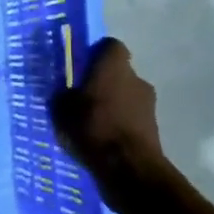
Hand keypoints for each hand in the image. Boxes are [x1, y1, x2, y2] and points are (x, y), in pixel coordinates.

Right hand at [50, 37, 169, 202]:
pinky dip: (119, 124)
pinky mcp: (153, 127)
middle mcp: (136, 78)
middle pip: (118, 73)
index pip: (110, 46)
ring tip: (91, 124)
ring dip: (112, 105)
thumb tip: (65, 91)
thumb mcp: (61, 109)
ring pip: (125, 96)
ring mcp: (148, 104)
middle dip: (103, 83)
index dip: (96, 54)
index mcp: (113, 66)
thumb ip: (63, 94)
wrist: (128, 167)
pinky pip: (130, 118)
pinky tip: (102, 139)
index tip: (81, 68)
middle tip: (82, 98)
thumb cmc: (92, 127)